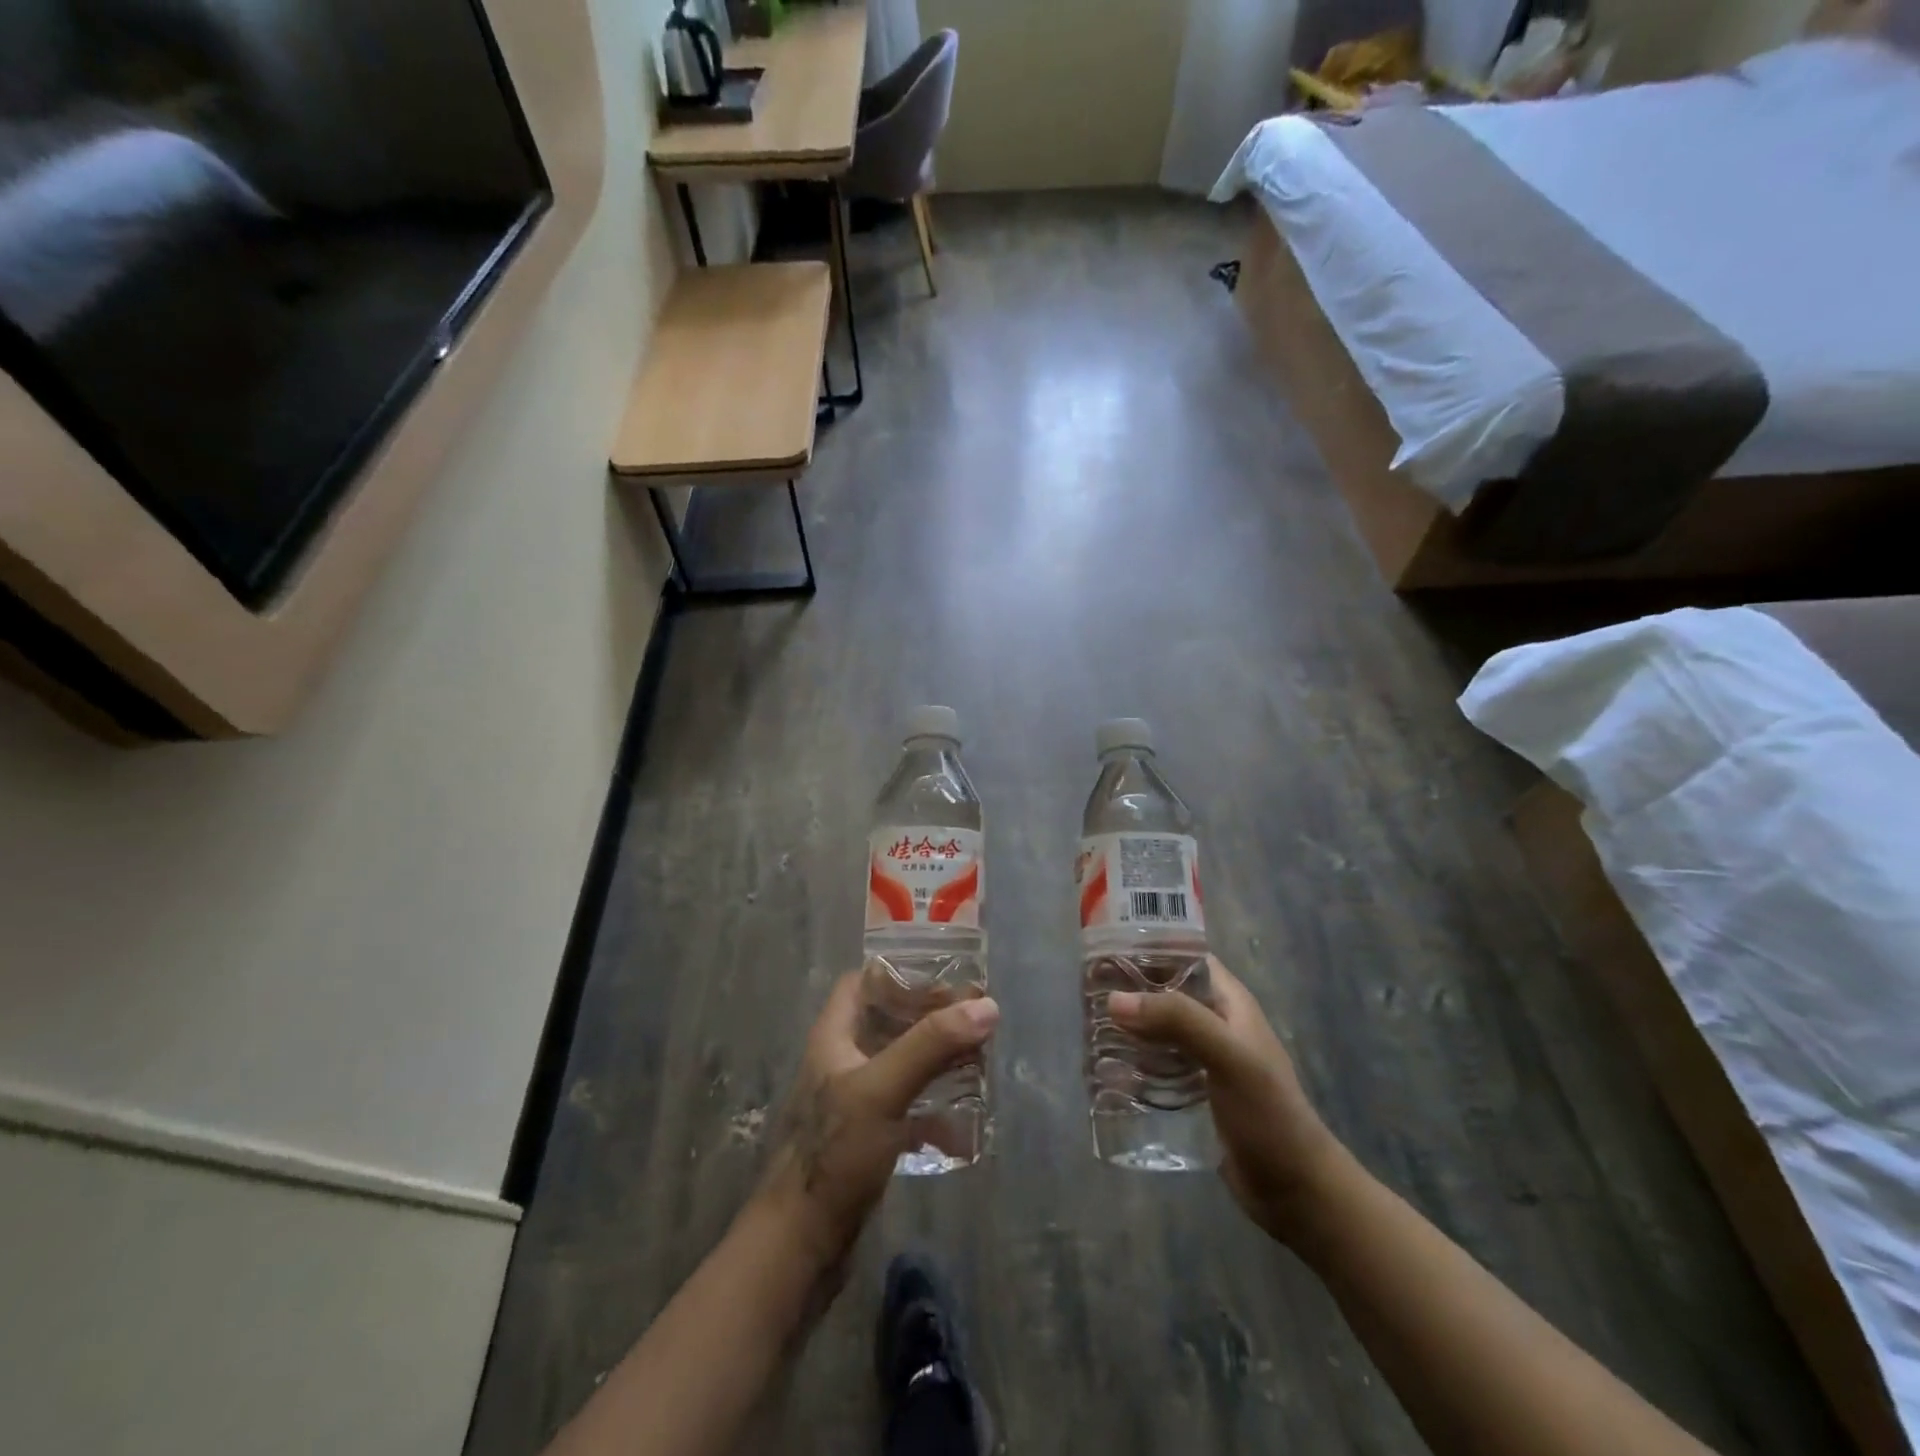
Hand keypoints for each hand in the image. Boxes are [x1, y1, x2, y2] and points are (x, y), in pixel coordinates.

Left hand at [756, 973, 998, 1265]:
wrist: (800, 1245)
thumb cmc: (835, 1153)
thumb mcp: (883, 1089)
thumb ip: (931, 1045)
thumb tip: (986, 1006)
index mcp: (834, 1037)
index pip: (863, 982)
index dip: (900, 974)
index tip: (946, 978)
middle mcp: (842, 1061)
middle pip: (889, 1022)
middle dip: (931, 1019)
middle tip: (975, 1021)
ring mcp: (855, 1102)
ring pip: (902, 1065)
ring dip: (937, 1062)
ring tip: (979, 1063)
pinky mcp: (867, 1139)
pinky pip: (907, 1109)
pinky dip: (934, 1110)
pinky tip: (964, 1125)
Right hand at [1111, 957, 1344, 1243]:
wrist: (1297, 1192)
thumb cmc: (1269, 1114)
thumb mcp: (1229, 1057)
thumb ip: (1178, 1021)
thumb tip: (1114, 999)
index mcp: (1228, 1001)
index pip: (1185, 955)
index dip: (1149, 946)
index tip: (1105, 947)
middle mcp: (1214, 1022)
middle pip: (1164, 991)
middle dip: (1129, 989)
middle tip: (1086, 990)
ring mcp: (1203, 1058)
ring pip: (1157, 1028)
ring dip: (1128, 1026)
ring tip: (1087, 1026)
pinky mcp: (1193, 1092)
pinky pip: (1156, 1065)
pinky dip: (1133, 1062)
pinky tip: (1106, 1069)